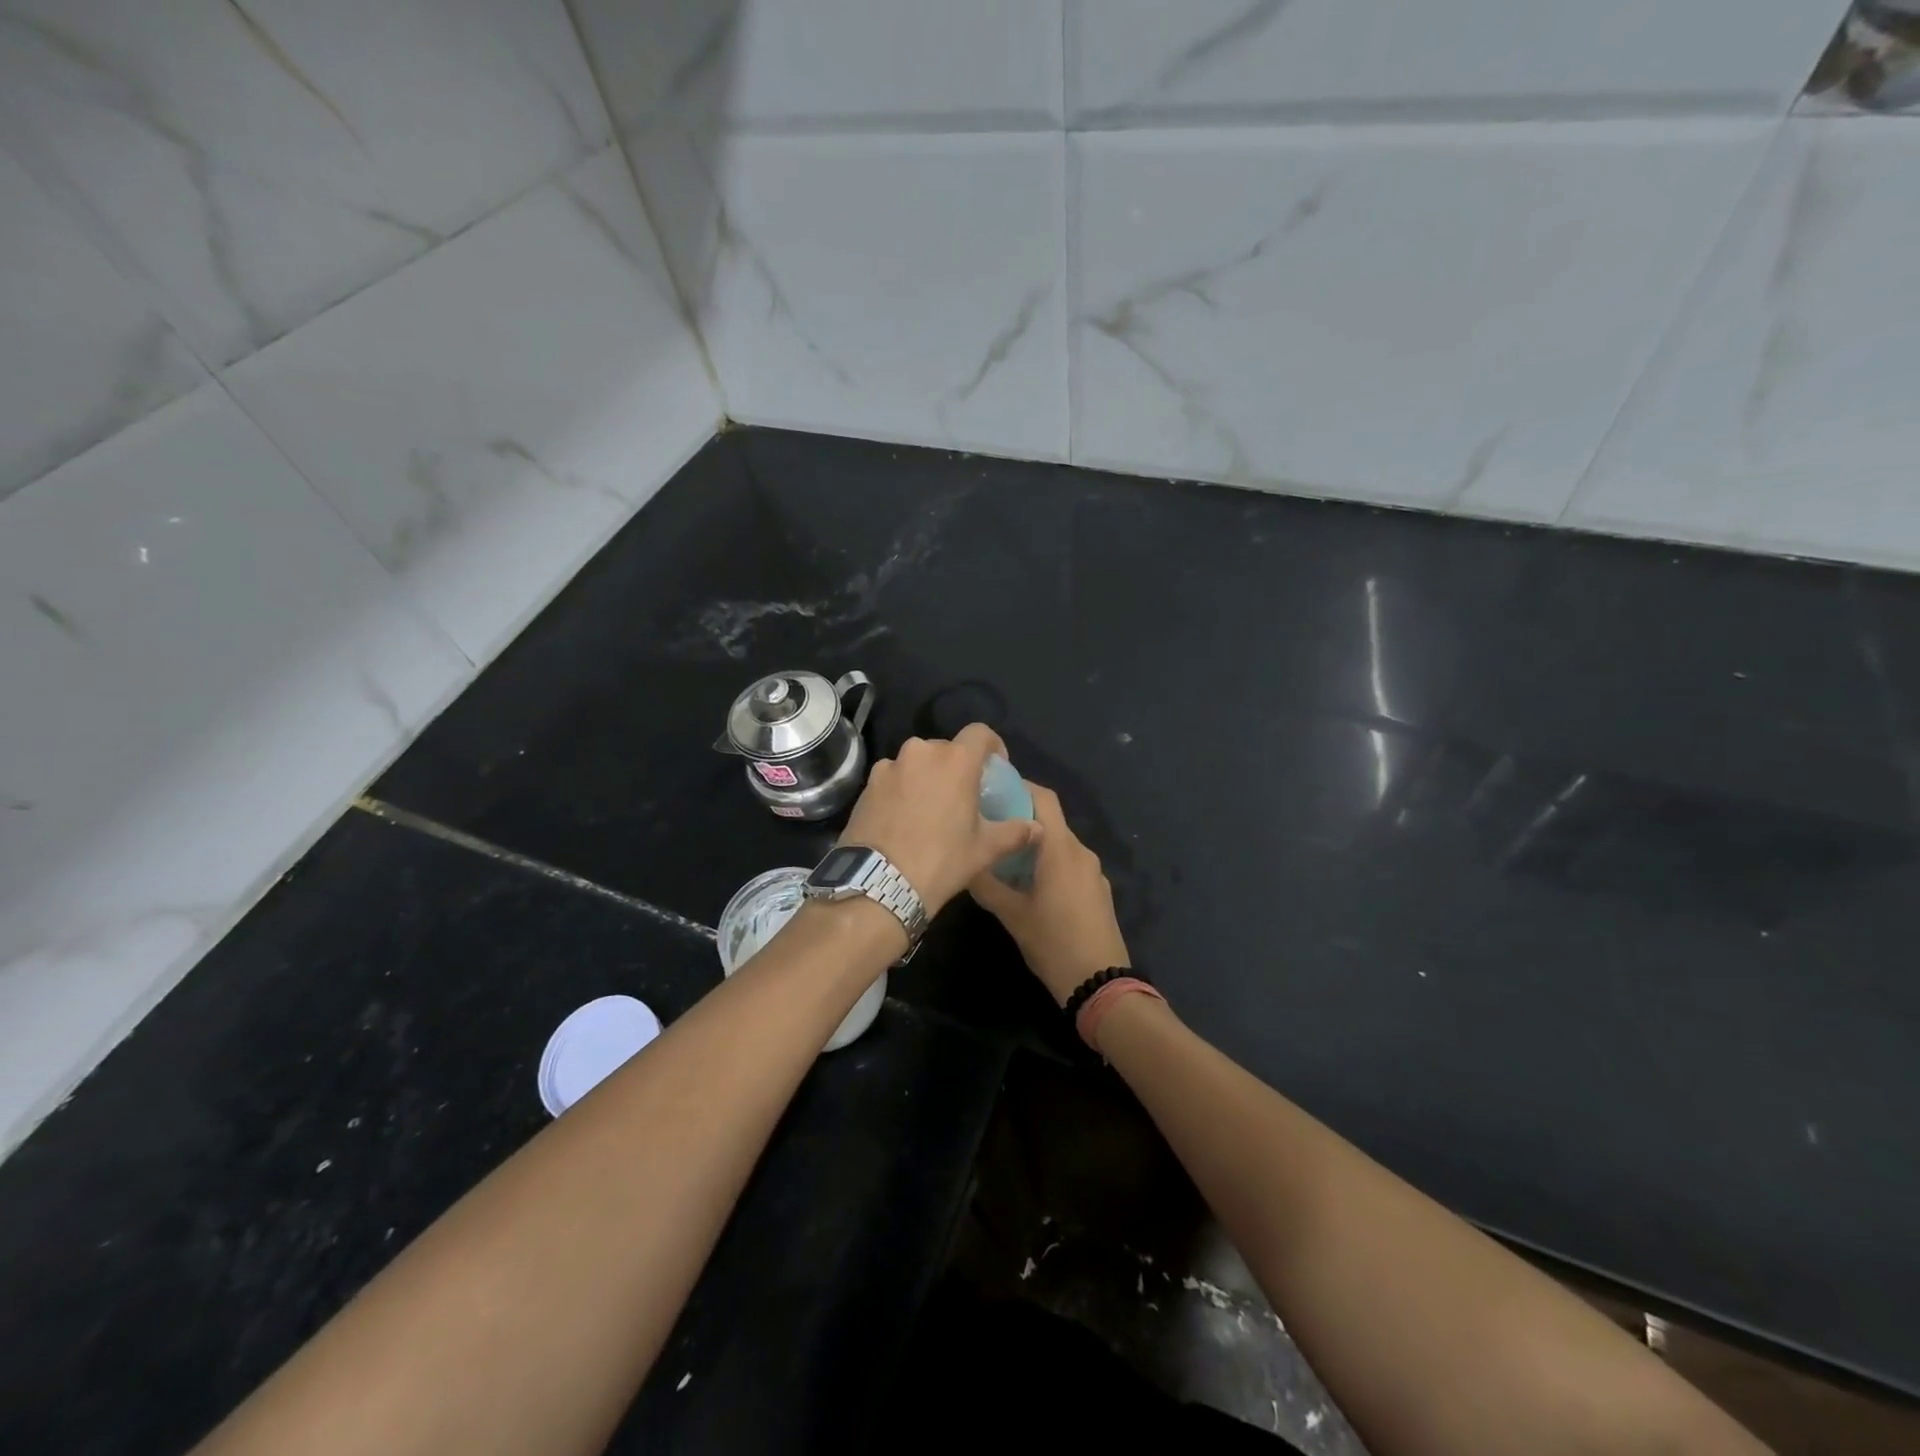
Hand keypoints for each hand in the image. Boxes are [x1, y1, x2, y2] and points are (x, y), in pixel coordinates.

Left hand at [840, 723, 1041, 916]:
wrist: (878, 883)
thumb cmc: (941, 861)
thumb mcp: (984, 850)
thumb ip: (1015, 833)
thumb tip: (1037, 828)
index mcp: (955, 760)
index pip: (980, 733)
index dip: (992, 746)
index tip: (995, 767)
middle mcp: (921, 752)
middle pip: (946, 748)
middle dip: (957, 765)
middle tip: (962, 795)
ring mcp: (889, 766)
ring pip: (916, 762)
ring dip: (926, 776)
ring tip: (930, 808)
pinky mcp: (867, 784)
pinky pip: (893, 777)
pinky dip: (901, 789)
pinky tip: (903, 818)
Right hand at [968, 782, 1129, 1004]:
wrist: (1101, 983)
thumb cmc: (1054, 943)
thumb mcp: (1012, 915)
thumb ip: (987, 885)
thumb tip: (966, 863)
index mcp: (1061, 849)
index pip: (1043, 798)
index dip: (1019, 786)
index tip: (991, 789)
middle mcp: (1081, 852)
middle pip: (1050, 820)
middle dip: (1020, 818)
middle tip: (988, 826)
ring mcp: (1093, 871)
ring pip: (1059, 844)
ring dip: (1034, 844)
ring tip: (1003, 856)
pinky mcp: (1098, 890)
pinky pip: (1070, 863)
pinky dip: (1049, 862)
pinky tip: (1029, 883)